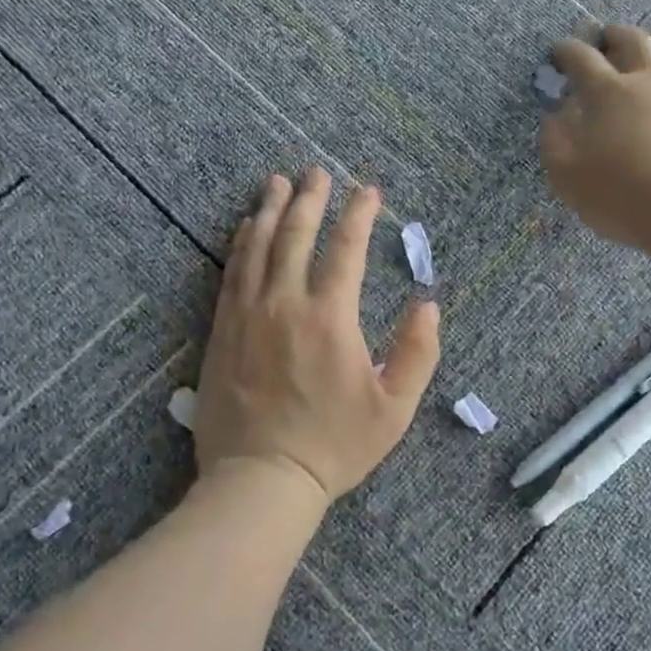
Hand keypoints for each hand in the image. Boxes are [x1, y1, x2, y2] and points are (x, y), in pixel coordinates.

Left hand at [195, 168, 440, 508]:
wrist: (260, 479)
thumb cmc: (333, 446)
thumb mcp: (394, 409)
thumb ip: (417, 353)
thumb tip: (428, 305)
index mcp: (330, 317)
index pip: (345, 249)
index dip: (358, 214)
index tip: (367, 190)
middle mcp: (285, 304)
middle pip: (295, 235)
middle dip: (309, 197)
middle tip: (316, 171)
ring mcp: (247, 314)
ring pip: (257, 246)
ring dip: (269, 209)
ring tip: (277, 182)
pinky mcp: (222, 330)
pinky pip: (231, 273)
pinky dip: (240, 244)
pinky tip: (244, 228)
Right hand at [540, 24, 650, 253]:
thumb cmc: (624, 197)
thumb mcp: (568, 177)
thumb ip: (554, 141)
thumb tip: (554, 116)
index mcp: (607, 93)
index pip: (580, 58)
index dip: (565, 51)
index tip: (558, 52)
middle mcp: (649, 80)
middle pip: (631, 40)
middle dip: (612, 36)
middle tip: (603, 41)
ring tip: (647, 64)